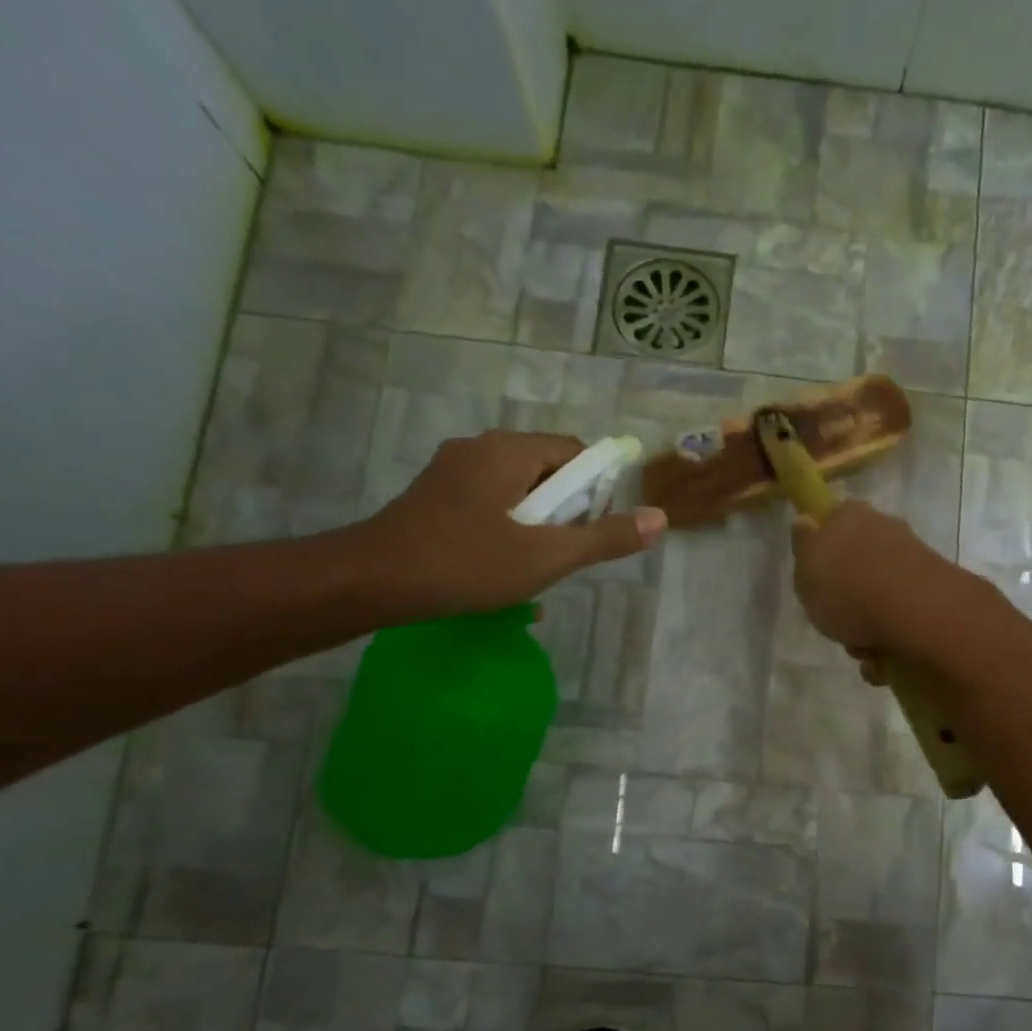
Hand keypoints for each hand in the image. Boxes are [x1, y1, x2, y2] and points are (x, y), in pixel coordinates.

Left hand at [350, 431, 665, 618]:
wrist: (371, 582)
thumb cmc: (465, 563)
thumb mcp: (546, 556)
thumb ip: (605, 538)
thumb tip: (660, 519)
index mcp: (508, 451)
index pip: (574, 452)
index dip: (596, 489)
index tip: (594, 530)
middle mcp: (480, 449)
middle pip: (546, 471)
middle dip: (565, 514)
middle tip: (564, 555)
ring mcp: (451, 472)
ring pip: (516, 493)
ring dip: (536, 528)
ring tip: (535, 570)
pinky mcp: (434, 497)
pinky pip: (488, 505)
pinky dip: (506, 531)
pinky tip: (501, 570)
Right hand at [789, 499, 960, 660]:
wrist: (916, 612)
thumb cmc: (847, 587)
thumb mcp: (805, 568)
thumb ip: (803, 547)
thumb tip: (806, 522)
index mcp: (850, 516)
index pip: (832, 522)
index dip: (823, 551)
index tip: (816, 581)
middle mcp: (885, 531)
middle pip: (857, 569)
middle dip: (847, 603)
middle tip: (836, 623)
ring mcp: (913, 563)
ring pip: (879, 600)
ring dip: (867, 631)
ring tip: (864, 651)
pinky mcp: (934, 595)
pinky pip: (902, 623)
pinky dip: (891, 645)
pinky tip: (884, 662)